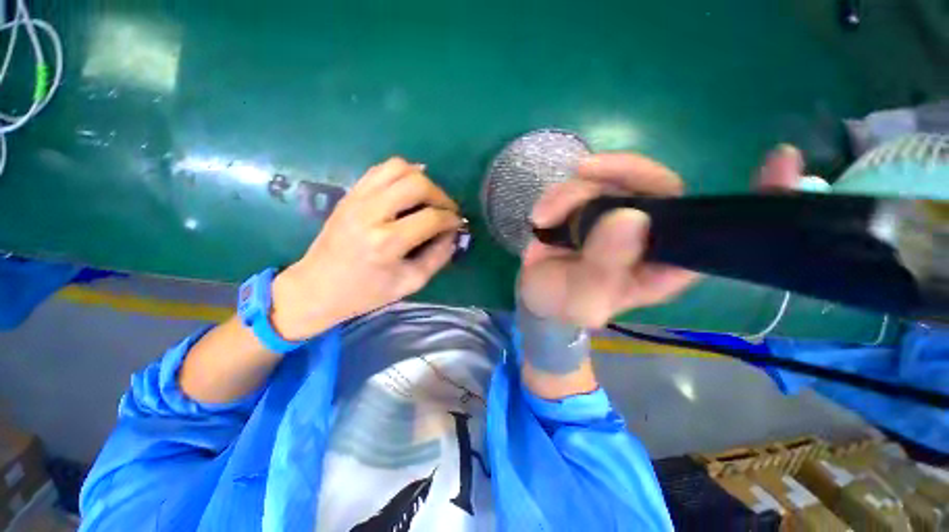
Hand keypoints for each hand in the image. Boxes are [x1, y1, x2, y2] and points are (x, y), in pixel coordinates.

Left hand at [271, 157, 462, 339]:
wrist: (316, 287)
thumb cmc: (366, 293)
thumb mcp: (410, 283)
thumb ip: (437, 257)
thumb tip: (452, 234)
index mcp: (386, 243)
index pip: (431, 218)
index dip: (451, 218)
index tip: (458, 223)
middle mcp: (371, 214)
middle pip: (416, 184)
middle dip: (440, 195)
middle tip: (446, 210)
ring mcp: (356, 199)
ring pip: (398, 167)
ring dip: (421, 179)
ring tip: (429, 198)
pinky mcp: (349, 194)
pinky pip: (380, 169)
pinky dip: (401, 173)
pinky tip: (409, 188)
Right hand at [520, 145, 810, 327]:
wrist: (537, 295)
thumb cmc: (564, 305)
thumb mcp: (583, 300)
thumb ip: (603, 268)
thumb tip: (628, 218)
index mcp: (664, 263)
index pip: (717, 231)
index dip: (754, 200)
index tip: (782, 160)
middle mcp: (648, 233)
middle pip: (658, 184)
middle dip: (622, 172)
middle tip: (585, 172)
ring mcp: (616, 215)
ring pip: (610, 179)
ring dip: (573, 192)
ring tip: (545, 217)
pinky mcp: (589, 207)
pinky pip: (580, 184)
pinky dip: (557, 196)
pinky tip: (541, 217)